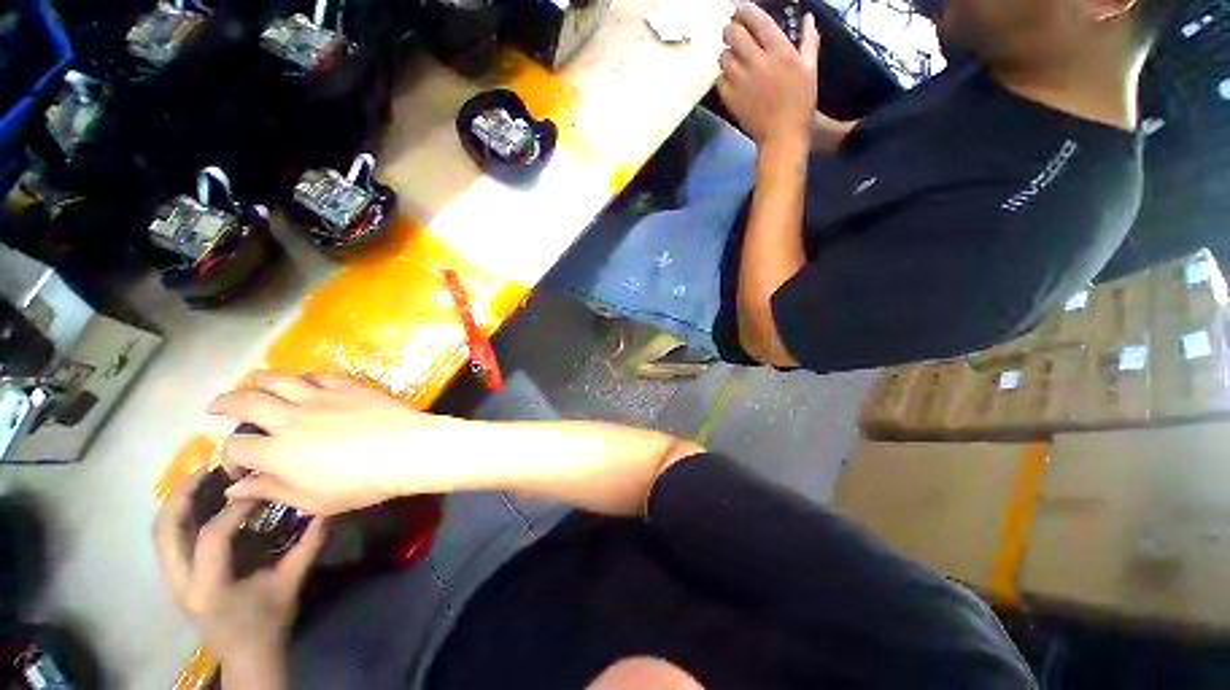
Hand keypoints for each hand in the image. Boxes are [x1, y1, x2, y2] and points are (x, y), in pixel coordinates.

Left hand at [154, 474, 325, 662]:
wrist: (245, 656)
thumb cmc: (268, 622)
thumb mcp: (290, 585)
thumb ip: (307, 547)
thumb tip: (327, 510)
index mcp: (208, 588)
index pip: (211, 536)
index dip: (235, 508)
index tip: (259, 490)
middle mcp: (179, 583)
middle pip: (165, 530)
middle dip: (183, 495)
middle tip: (210, 469)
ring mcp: (171, 581)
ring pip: (159, 533)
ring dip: (177, 502)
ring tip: (202, 479)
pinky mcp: (173, 578)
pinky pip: (167, 540)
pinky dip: (178, 516)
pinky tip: (199, 503)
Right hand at [209, 372, 466, 514]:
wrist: (407, 450)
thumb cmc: (363, 483)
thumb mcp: (313, 501)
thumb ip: (272, 491)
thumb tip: (236, 488)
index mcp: (278, 452)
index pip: (235, 447)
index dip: (229, 456)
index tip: (239, 465)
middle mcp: (290, 418)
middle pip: (244, 402)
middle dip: (223, 402)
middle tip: (214, 406)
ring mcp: (320, 397)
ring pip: (276, 379)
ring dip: (255, 381)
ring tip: (248, 386)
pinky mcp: (346, 385)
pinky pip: (316, 374)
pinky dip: (301, 377)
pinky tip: (300, 382)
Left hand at [718, 5, 820, 146]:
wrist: (782, 135)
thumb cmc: (800, 103)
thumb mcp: (810, 69)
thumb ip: (808, 41)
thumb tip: (808, 18)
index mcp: (779, 51)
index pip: (756, 20)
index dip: (745, 10)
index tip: (741, 9)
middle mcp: (757, 62)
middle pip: (733, 34)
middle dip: (731, 29)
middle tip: (733, 32)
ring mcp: (741, 82)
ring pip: (723, 57)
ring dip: (726, 53)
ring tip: (732, 57)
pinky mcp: (731, 99)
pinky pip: (719, 80)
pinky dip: (722, 76)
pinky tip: (729, 78)